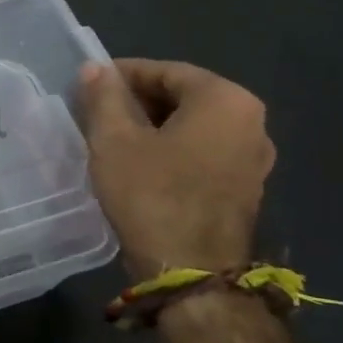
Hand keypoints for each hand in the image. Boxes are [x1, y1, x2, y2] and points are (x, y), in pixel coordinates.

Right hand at [73, 59, 274, 280]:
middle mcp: (251, 122)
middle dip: (138, 100)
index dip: (123, 74)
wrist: (190, 273)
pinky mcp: (246, 188)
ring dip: (153, 126)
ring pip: (194, 126)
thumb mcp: (114, 140)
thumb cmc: (151, 195)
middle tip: (96, 111)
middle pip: (184, 96)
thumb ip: (104, 97)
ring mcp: (254, 158)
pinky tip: (139, 164)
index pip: (167, 71)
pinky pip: (203, 152)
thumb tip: (95, 69)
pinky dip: (172, 149)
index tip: (89, 84)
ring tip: (112, 138)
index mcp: (225, 100)